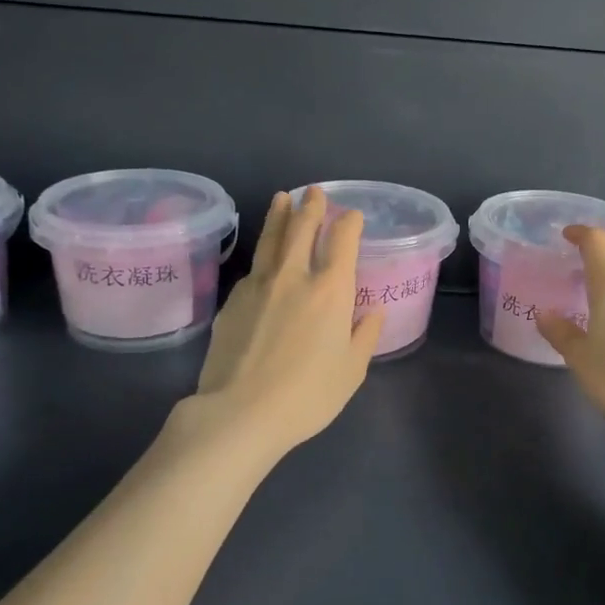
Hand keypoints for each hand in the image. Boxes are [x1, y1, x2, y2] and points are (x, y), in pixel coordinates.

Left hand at [194, 187, 383, 453]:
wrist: (240, 412)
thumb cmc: (307, 395)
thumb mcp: (351, 371)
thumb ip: (364, 336)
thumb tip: (372, 311)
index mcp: (330, 290)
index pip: (342, 241)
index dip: (348, 223)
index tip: (352, 215)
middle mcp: (294, 277)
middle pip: (302, 229)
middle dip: (311, 207)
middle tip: (313, 192)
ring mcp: (259, 285)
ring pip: (271, 240)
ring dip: (279, 216)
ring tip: (282, 198)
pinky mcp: (233, 301)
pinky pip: (253, 268)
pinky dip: (263, 254)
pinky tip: (263, 257)